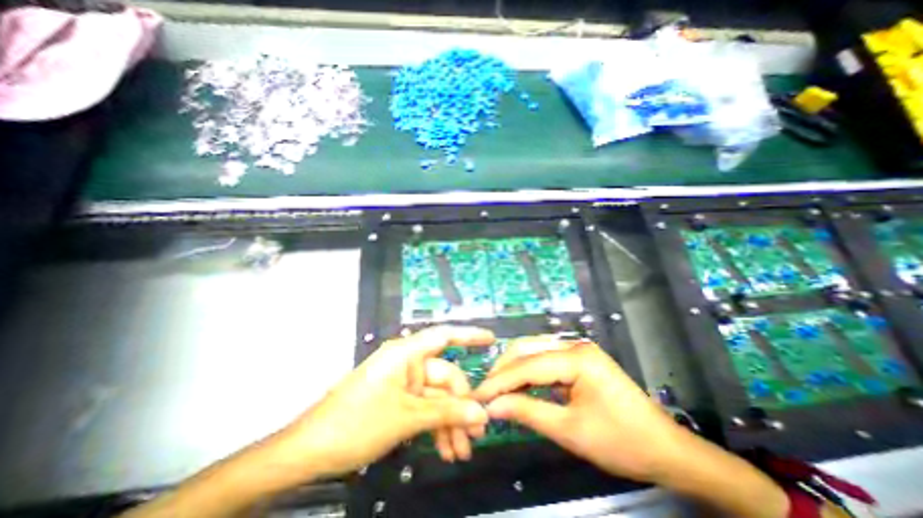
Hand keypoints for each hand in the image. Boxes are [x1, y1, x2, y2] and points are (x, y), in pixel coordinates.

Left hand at [271, 326, 494, 479]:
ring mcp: (404, 383)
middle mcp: (408, 363)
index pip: (443, 336)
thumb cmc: (356, 422)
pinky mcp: (399, 400)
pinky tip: (445, 449)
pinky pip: (425, 409)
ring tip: (461, 452)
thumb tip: (481, 413)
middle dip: (461, 406)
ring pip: (437, 398)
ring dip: (450, 422)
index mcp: (406, 354)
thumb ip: (446, 413)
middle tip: (477, 435)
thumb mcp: (406, 417)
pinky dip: (436, 427)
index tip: (491, 339)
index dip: (468, 335)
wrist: (310, 451)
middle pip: (445, 377)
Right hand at [476, 338, 684, 482]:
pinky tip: (519, 387)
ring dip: (514, 369)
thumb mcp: (570, 430)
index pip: (527, 365)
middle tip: (486, 391)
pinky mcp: (578, 359)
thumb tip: (493, 407)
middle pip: (527, 348)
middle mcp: (574, 345)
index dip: (500, 381)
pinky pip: (545, 360)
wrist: (667, 449)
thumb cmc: (621, 442)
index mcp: (577, 357)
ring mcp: (577, 350)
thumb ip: (528, 412)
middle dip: (503, 369)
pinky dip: (528, 373)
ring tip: (497, 389)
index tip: (477, 395)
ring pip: (533, 351)